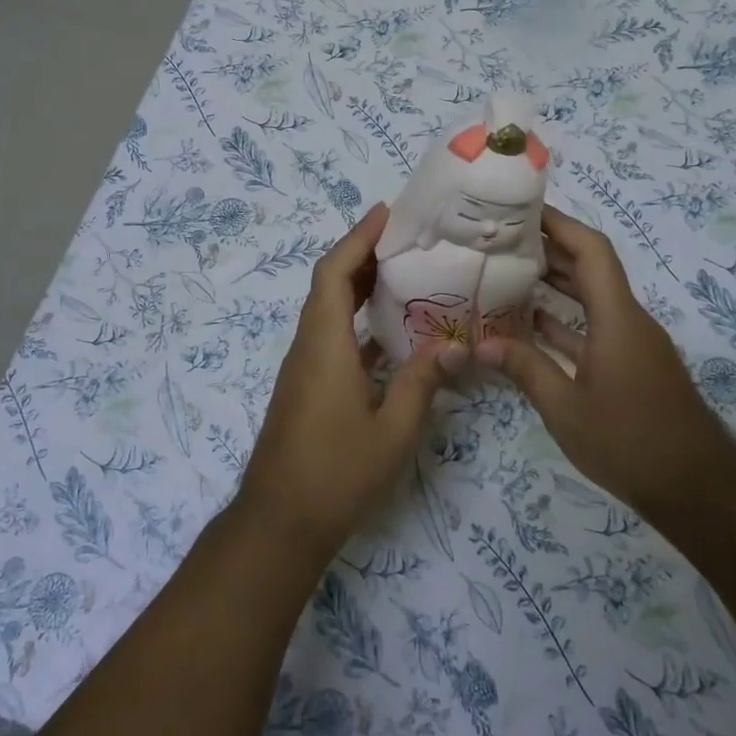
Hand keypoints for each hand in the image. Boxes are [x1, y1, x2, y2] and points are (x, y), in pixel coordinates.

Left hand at [234, 204, 459, 560]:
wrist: (280, 521)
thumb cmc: (337, 473)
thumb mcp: (393, 430)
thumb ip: (423, 383)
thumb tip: (455, 345)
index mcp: (325, 345)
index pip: (334, 273)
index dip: (358, 238)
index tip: (386, 214)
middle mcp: (309, 346)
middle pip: (329, 284)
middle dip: (362, 254)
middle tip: (406, 239)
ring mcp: (304, 368)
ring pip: (328, 310)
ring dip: (358, 286)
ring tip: (404, 274)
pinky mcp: (307, 387)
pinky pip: (331, 336)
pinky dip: (356, 321)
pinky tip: (390, 332)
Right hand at [475, 205, 732, 511]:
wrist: (696, 488)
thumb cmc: (629, 442)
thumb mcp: (566, 409)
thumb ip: (525, 369)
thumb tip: (481, 343)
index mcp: (617, 318)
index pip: (591, 250)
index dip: (559, 223)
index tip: (522, 209)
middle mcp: (628, 320)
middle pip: (590, 267)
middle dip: (550, 247)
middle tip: (502, 237)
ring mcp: (632, 342)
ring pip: (592, 297)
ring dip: (556, 281)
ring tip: (509, 270)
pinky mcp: (632, 364)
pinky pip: (595, 325)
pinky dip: (566, 318)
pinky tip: (532, 322)